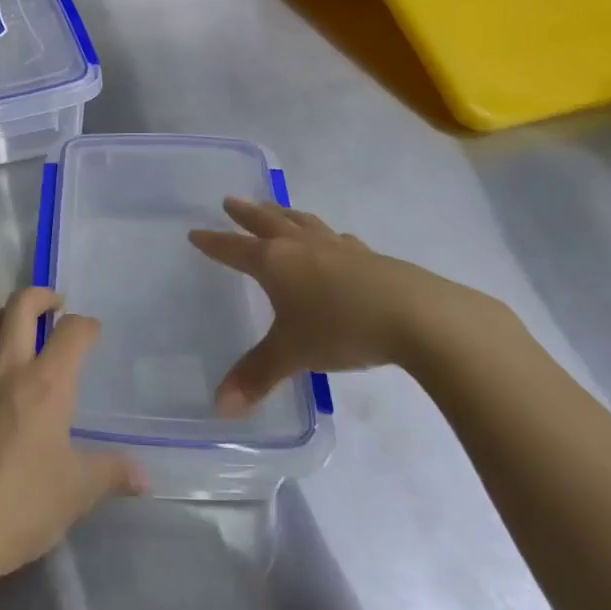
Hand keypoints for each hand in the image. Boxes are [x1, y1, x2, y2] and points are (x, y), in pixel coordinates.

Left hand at [0, 286, 144, 590]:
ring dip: (7, 314)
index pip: (72, 332)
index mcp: (46, 384)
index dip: (87, 326)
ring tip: (22, 329)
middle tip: (56, 307)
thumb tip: (144, 476)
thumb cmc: (21, 505)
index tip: (93, 333)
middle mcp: (8, 370)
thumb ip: (111, 474)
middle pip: (20, 306)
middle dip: (41, 295)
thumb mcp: (76, 493)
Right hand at [189, 197, 477, 412]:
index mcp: (275, 262)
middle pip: (267, 222)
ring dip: (283, 214)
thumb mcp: (293, 354)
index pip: (234, 249)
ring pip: (302, 222)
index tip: (195, 233)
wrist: (415, 315)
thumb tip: (220, 408)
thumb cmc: (341, 328)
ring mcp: (337, 247)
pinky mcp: (368, 256)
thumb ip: (257, 377)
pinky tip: (334, 242)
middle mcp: (301, 246)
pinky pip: (337, 239)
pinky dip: (325, 236)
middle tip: (230, 201)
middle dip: (246, 214)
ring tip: (275, 209)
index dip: (213, 243)